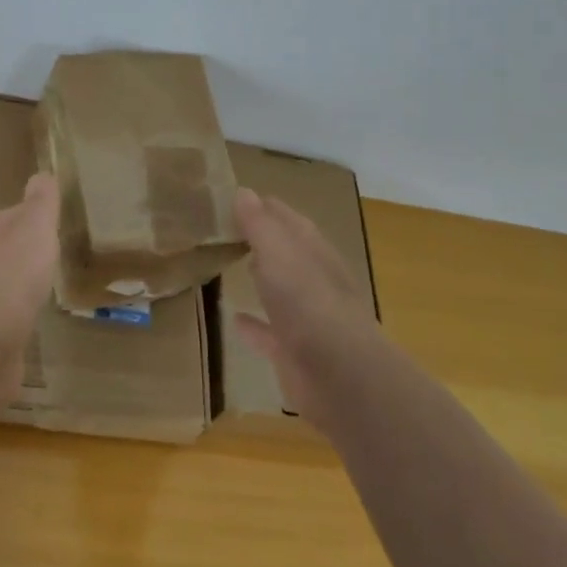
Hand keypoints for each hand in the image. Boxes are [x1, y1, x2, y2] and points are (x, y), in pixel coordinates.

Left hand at [0, 173, 58, 405]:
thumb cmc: (11, 277)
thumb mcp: (34, 228)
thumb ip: (40, 204)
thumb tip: (42, 173)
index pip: (12, 217)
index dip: (31, 213)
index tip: (51, 213)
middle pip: (8, 251)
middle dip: (27, 248)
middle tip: (55, 247)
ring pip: (9, 286)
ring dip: (25, 282)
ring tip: (50, 283)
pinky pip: (12, 321)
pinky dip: (24, 316)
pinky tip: (38, 321)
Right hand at [231, 186, 381, 418]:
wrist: (339, 374)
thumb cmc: (307, 301)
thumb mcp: (278, 252)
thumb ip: (260, 224)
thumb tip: (243, 192)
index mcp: (312, 251)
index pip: (287, 219)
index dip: (263, 207)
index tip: (234, 199)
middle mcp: (313, 280)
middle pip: (286, 252)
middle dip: (263, 239)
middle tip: (228, 228)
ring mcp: (306, 317)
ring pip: (280, 290)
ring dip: (262, 277)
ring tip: (232, 264)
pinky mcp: (294, 352)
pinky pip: (269, 332)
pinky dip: (254, 325)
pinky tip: (234, 319)